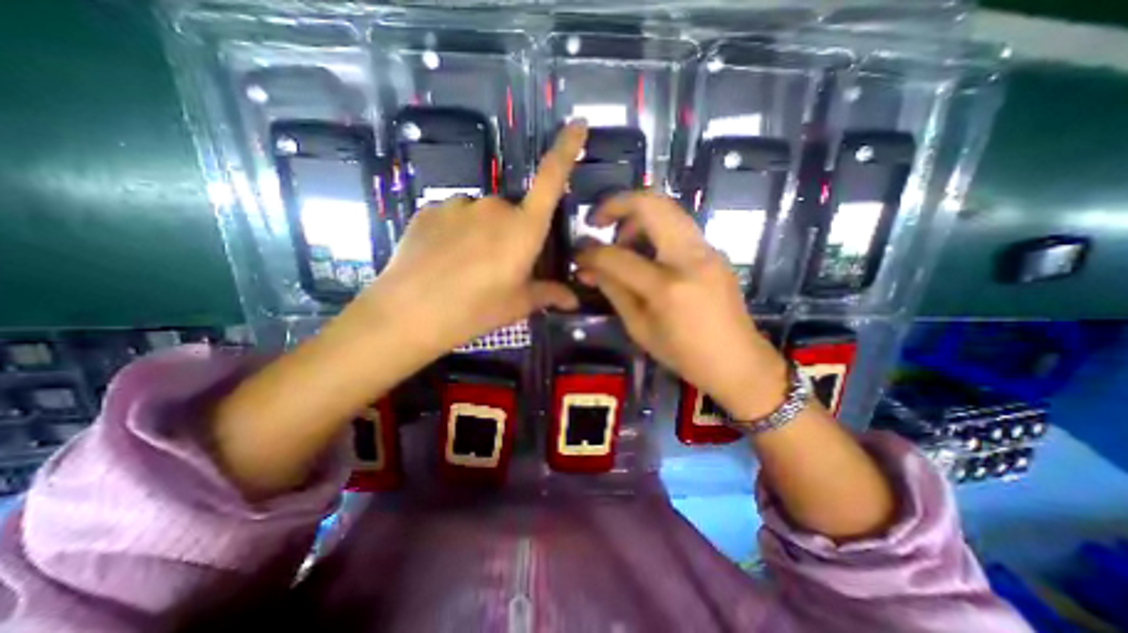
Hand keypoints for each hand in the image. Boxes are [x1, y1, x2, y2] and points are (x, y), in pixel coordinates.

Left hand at [350, 122, 586, 353]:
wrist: (407, 314)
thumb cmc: (474, 310)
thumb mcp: (516, 305)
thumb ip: (548, 294)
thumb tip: (575, 300)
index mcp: (523, 229)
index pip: (552, 179)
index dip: (566, 149)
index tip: (578, 124)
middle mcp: (494, 207)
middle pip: (513, 212)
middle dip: (512, 234)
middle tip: (498, 269)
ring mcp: (458, 205)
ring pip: (482, 216)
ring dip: (483, 234)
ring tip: (466, 268)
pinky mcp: (429, 210)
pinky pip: (454, 217)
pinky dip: (456, 234)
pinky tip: (443, 261)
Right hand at [576, 193, 785, 420]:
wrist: (738, 361)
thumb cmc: (684, 354)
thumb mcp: (639, 328)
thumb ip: (613, 291)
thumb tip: (587, 268)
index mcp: (668, 287)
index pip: (617, 256)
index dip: (591, 253)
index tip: (578, 256)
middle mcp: (691, 258)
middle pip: (651, 204)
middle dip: (617, 204)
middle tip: (597, 221)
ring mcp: (708, 250)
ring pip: (668, 209)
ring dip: (637, 215)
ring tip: (621, 241)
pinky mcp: (715, 251)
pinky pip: (679, 226)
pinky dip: (655, 228)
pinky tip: (646, 253)